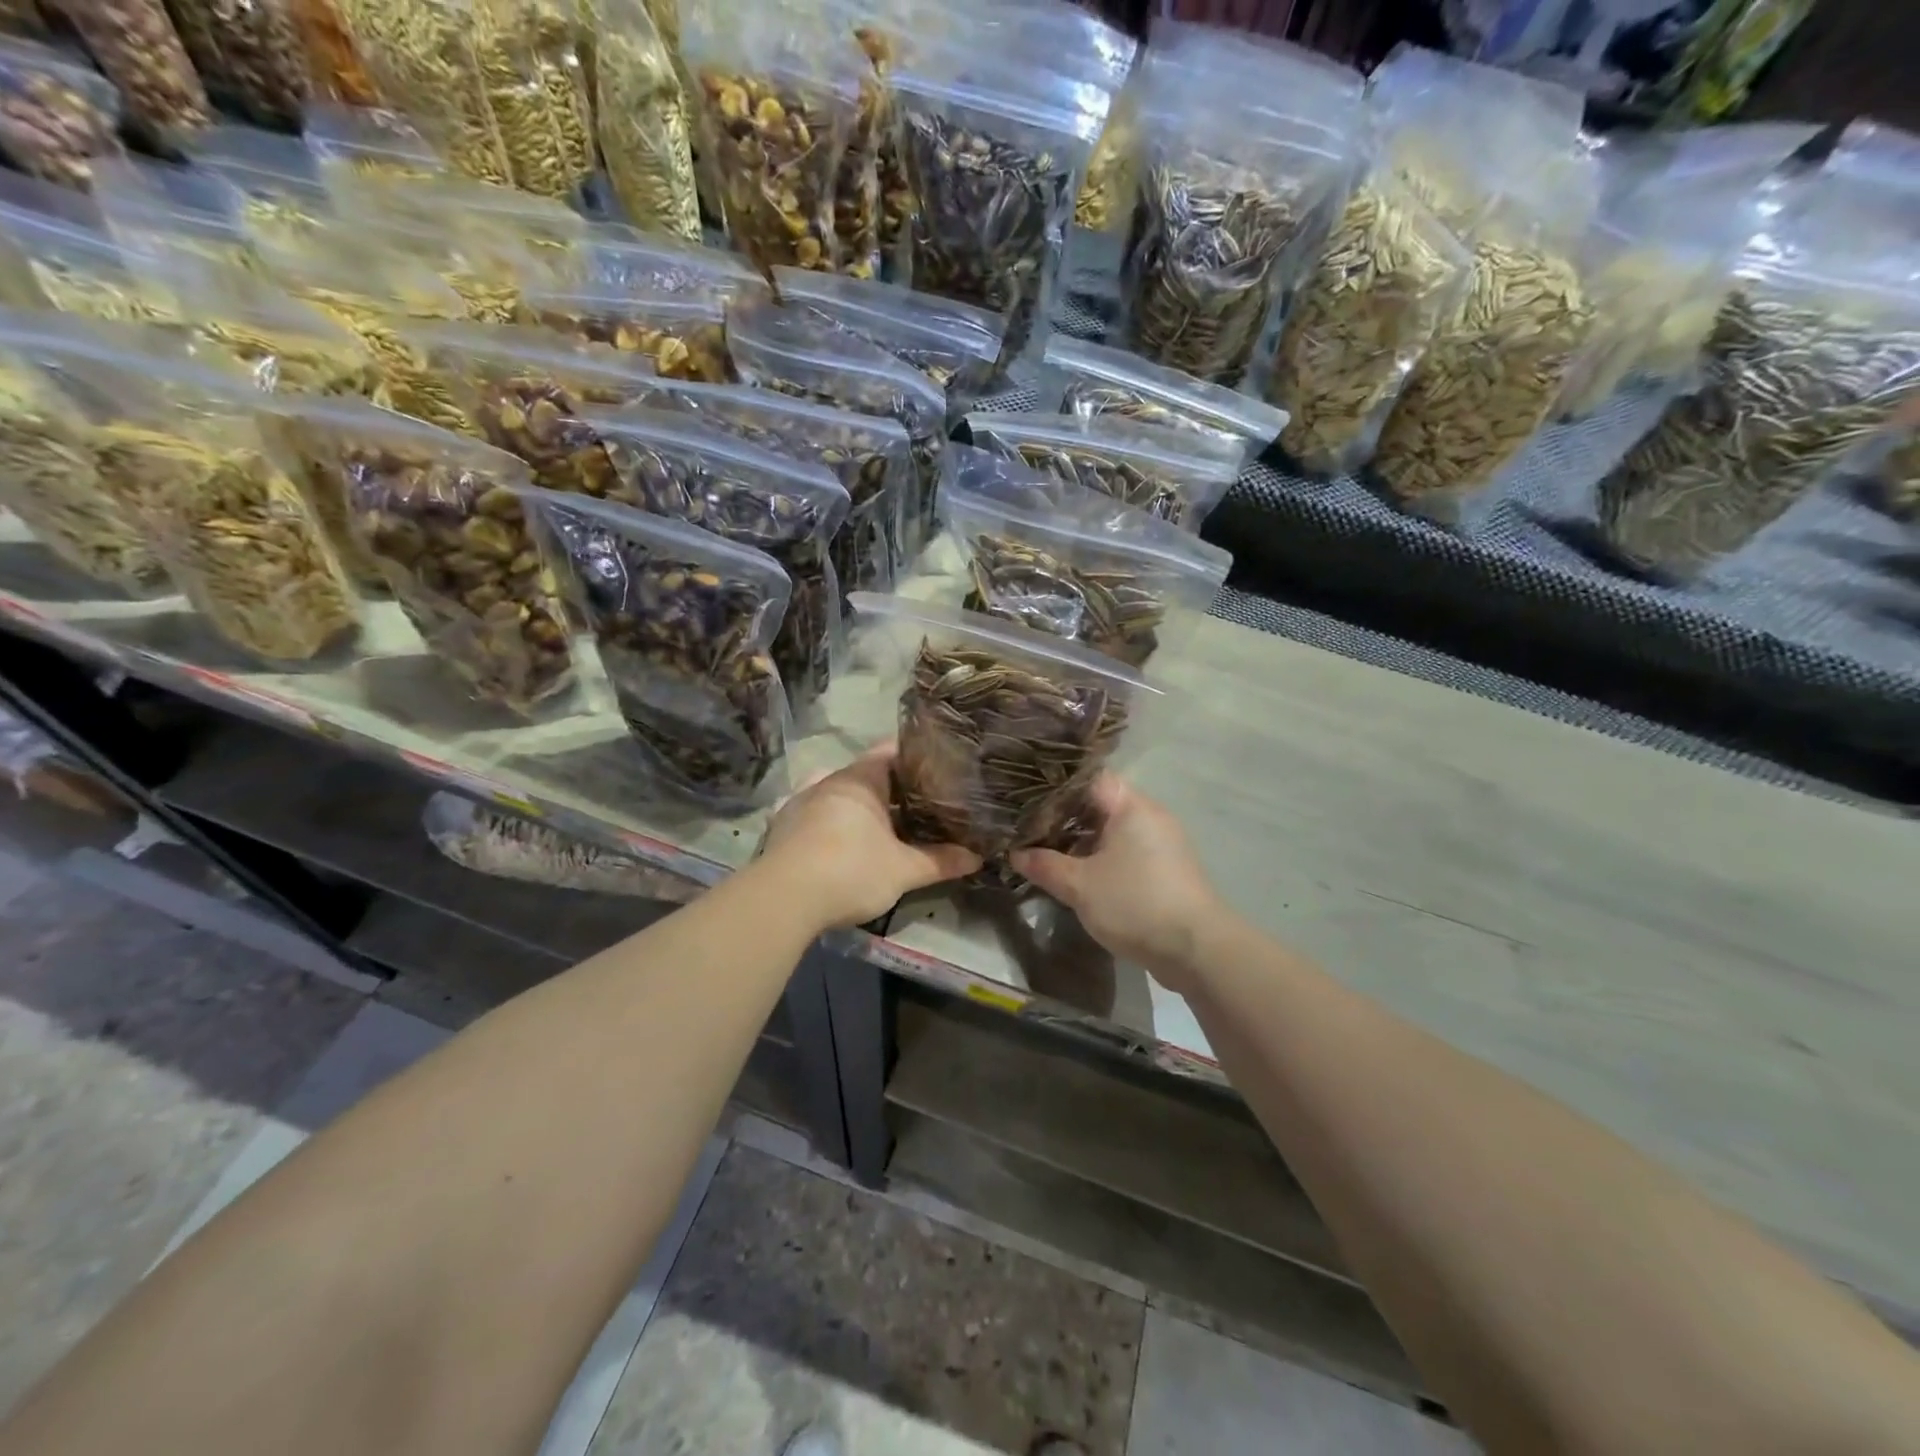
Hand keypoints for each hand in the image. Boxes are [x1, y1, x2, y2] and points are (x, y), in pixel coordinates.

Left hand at [758, 745, 981, 930]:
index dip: (916, 756)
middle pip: (866, 775)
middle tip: (922, 802)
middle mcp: (829, 781)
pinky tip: (846, 843)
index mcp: (860, 780)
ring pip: (841, 796)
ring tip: (888, 824)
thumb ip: (940, 861)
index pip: (891, 751)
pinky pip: (818, 815)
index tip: (939, 766)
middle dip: (892, 788)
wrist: (783, 899)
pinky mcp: (783, 827)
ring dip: (862, 808)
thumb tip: (977, 858)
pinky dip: (836, 823)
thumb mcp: (903, 870)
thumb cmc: (851, 871)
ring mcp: (801, 802)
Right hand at [1011, 775, 1219, 987]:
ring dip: (1082, 841)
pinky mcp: (1166, 870)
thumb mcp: (1080, 886)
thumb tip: (1016, 853)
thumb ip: (1045, 866)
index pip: (1088, 778)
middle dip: (1064, 817)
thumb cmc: (1135, 903)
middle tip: (1027, 826)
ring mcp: (1162, 844)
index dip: (1055, 785)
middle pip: (1099, 805)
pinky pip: (1126, 852)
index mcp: (1131, 806)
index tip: (1025, 795)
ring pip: (1112, 831)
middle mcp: (1150, 816)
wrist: (1196, 950)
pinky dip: (1101, 858)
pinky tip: (1077, 874)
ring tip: (1045, 851)